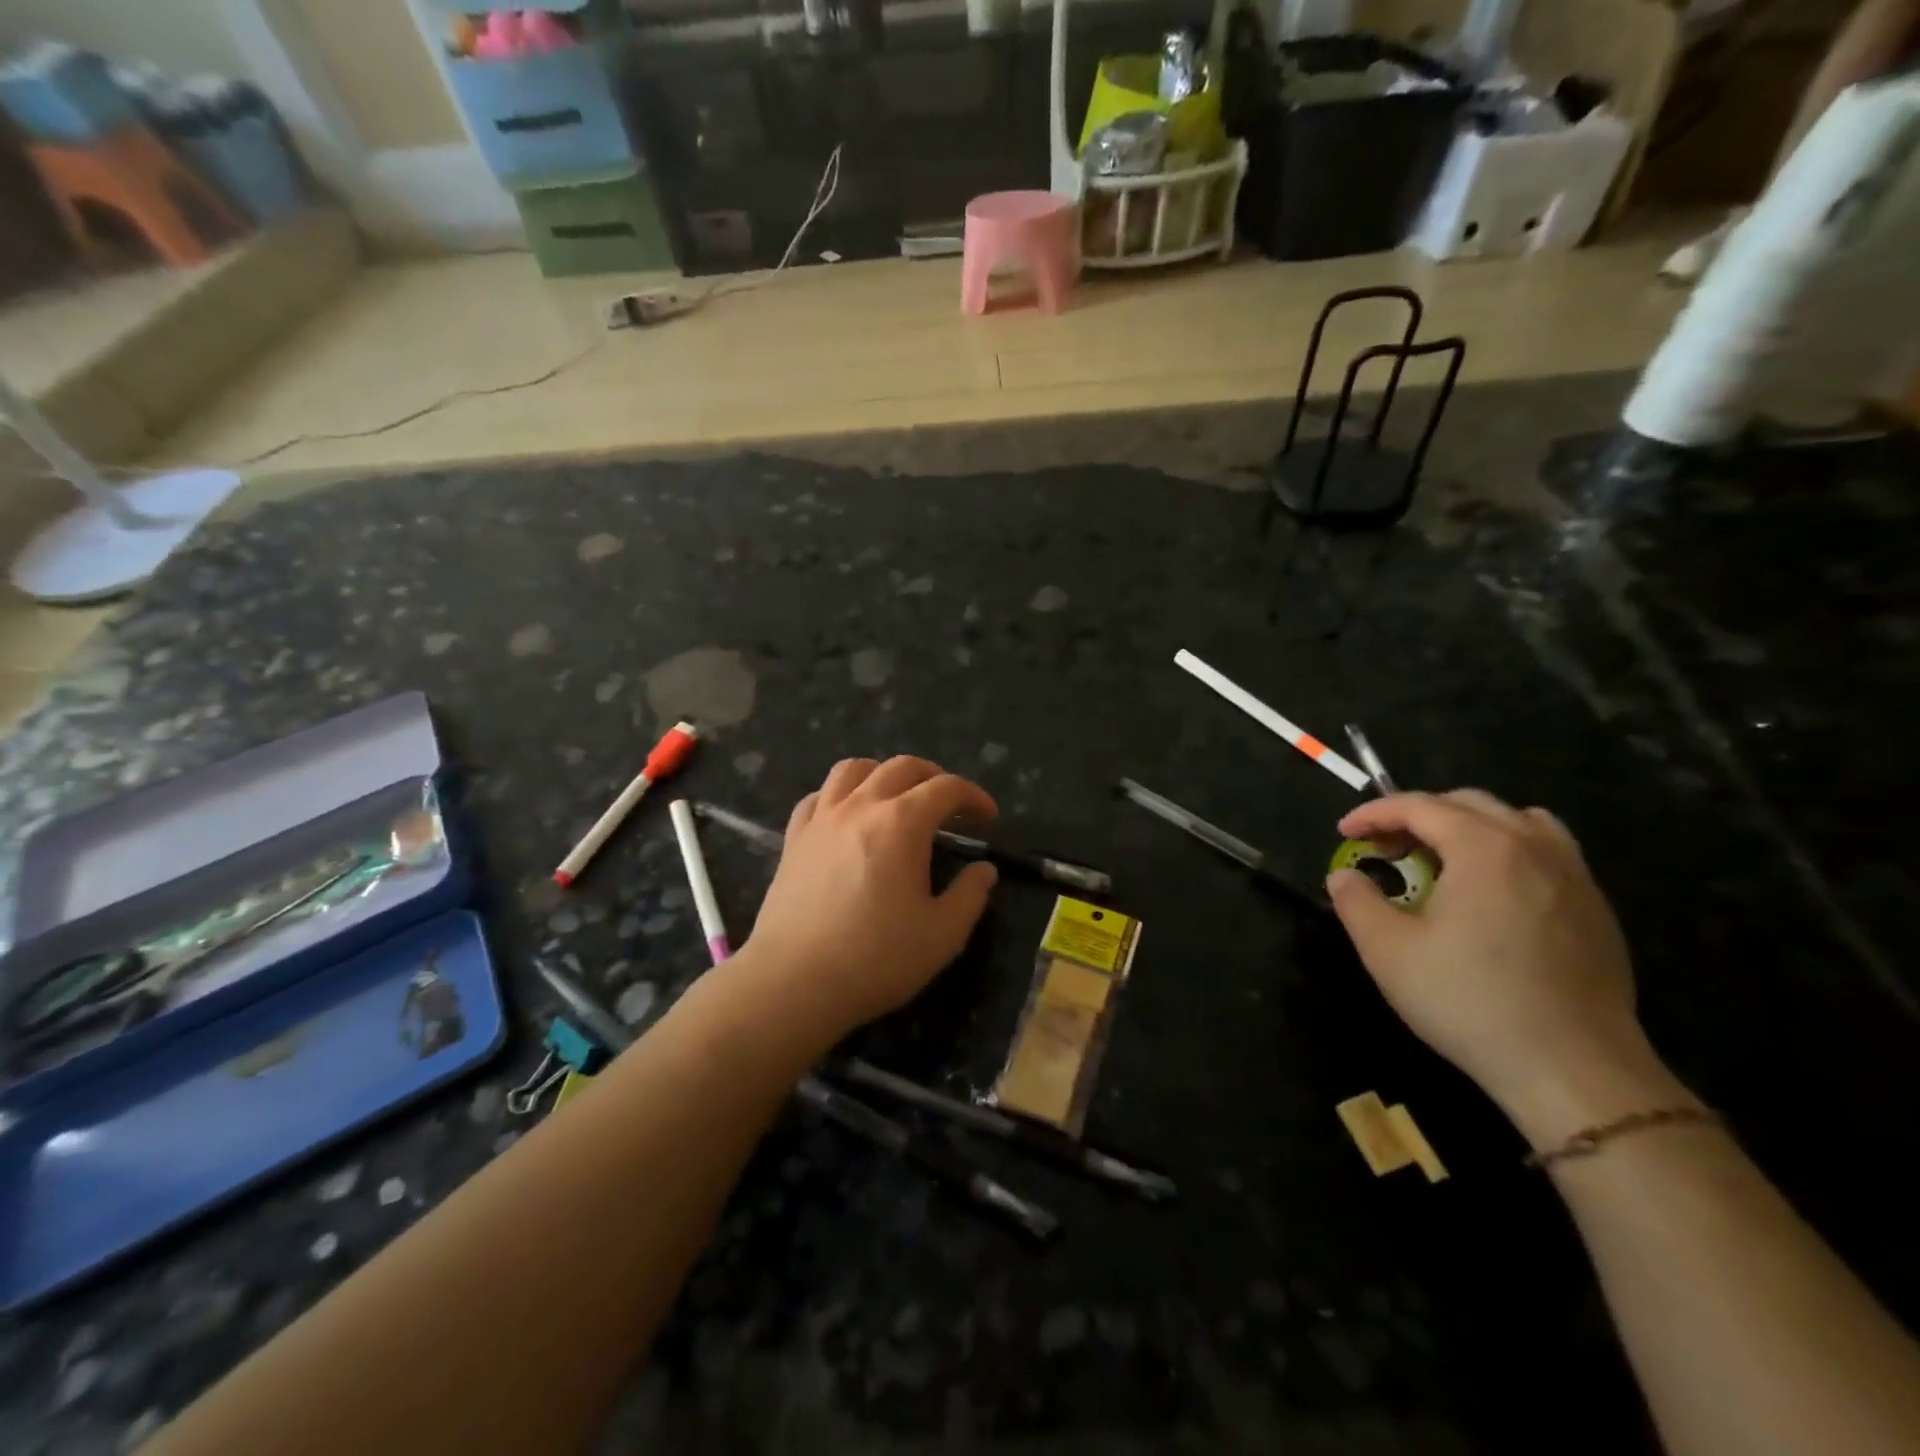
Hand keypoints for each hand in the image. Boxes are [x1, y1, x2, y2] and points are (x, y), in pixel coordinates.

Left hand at [736, 757, 999, 1038]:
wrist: (794, 981)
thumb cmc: (876, 958)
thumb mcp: (943, 935)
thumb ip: (970, 895)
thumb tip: (983, 870)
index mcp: (902, 823)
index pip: (946, 788)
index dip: (974, 796)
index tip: (988, 818)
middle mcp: (861, 806)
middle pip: (902, 767)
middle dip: (934, 777)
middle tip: (950, 805)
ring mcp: (822, 819)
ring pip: (853, 769)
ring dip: (883, 774)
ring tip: (896, 798)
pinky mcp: (794, 838)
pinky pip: (818, 796)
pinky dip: (840, 795)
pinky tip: (847, 817)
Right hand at [1327, 790, 1663, 1132]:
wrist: (1572, 1068)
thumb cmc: (1469, 1001)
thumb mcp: (1387, 951)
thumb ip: (1356, 901)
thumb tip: (1345, 876)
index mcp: (1484, 848)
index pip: (1419, 806)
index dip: (1374, 813)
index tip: (1344, 832)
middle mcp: (1534, 847)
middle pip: (1468, 804)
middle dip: (1418, 815)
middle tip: (1386, 848)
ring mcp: (1574, 877)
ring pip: (1518, 821)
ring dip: (1469, 827)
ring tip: (1442, 859)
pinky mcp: (1596, 910)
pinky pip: (1549, 853)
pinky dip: (1509, 852)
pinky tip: (1491, 894)